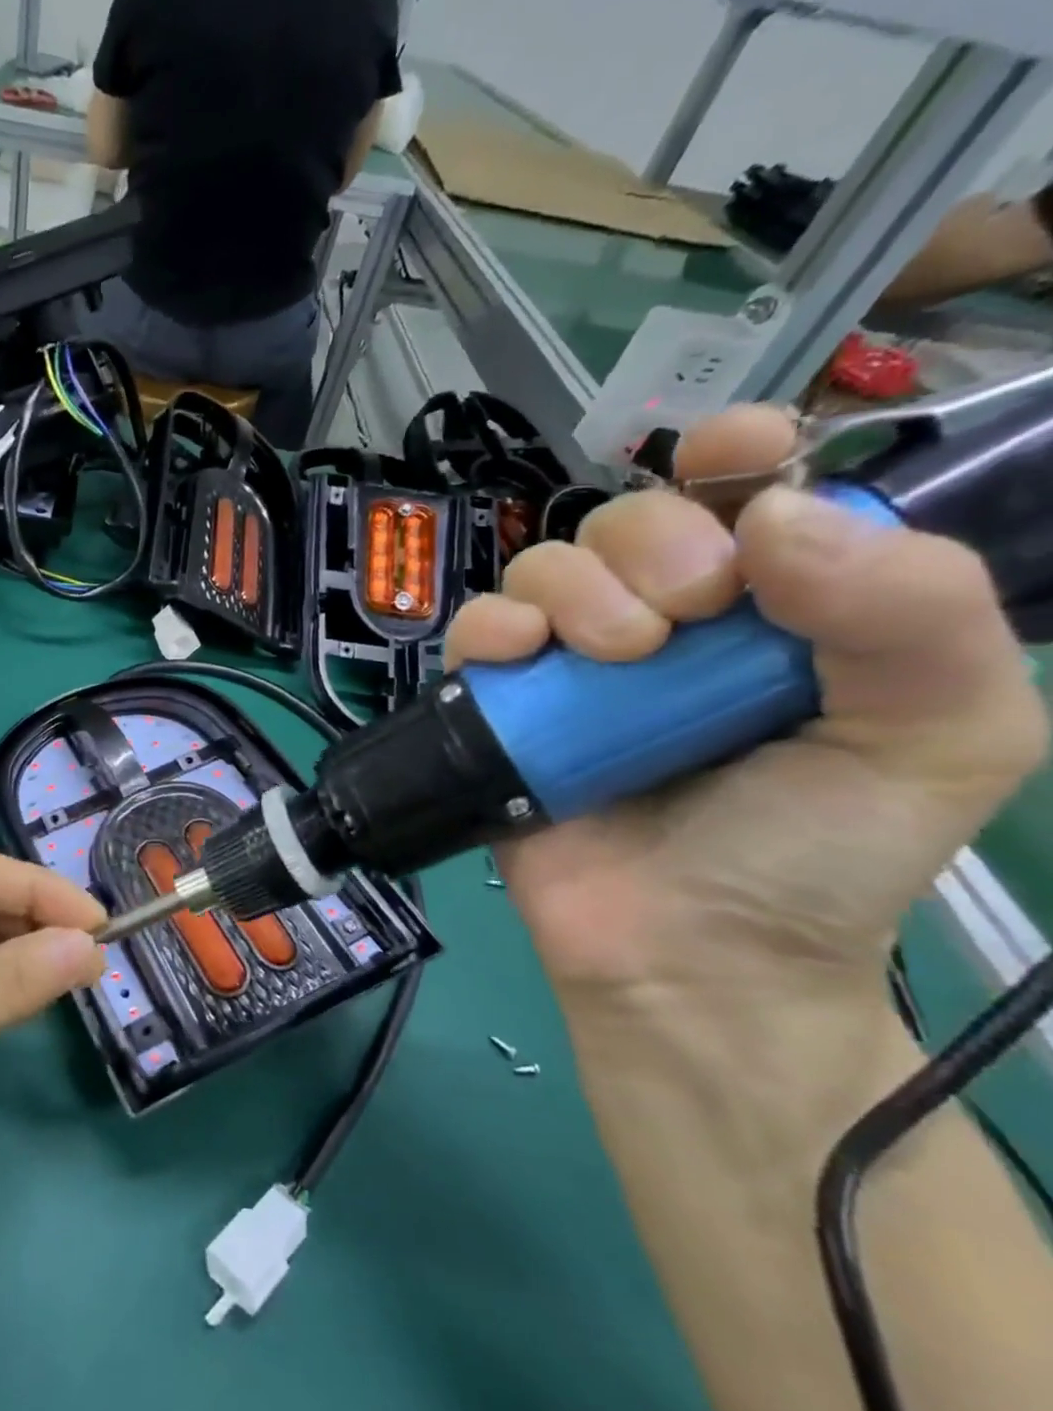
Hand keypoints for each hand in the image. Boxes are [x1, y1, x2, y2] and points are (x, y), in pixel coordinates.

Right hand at [446, 406, 1046, 1000]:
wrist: (688, 957)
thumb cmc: (815, 855)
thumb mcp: (936, 736)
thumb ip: (912, 613)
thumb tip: (777, 516)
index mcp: (774, 610)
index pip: (745, 493)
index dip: (735, 454)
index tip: (731, 459)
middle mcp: (666, 622)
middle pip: (629, 519)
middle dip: (657, 543)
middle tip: (687, 618)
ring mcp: (571, 664)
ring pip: (544, 566)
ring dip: (578, 589)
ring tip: (616, 656)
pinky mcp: (501, 705)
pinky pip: (474, 630)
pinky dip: (491, 627)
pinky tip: (519, 656)